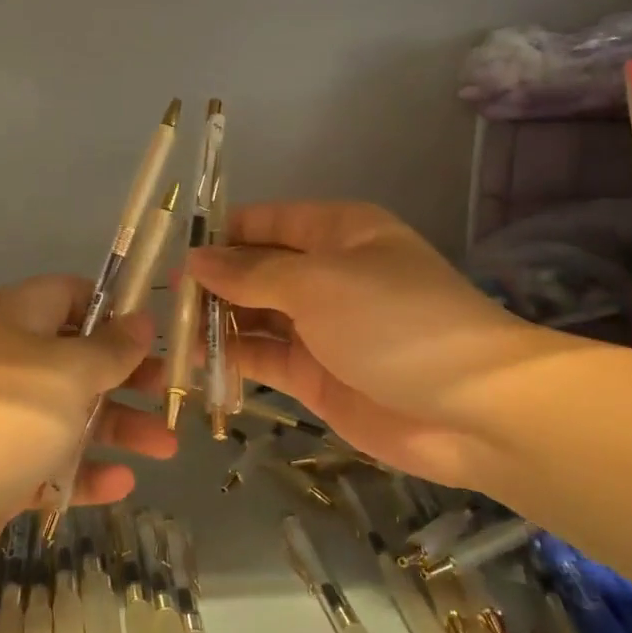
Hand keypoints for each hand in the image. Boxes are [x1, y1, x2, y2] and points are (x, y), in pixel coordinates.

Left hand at [0, 275, 176, 590]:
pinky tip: (121, 485)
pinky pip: (48, 463)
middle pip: (78, 359)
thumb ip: (111, 349)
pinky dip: (83, 472)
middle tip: (171, 395)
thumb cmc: (1, 416)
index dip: (116, 310)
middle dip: (129, 377)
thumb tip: (140, 319)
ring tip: (167, 449)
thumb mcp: (69, 372)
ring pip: (69, 415)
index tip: (157, 335)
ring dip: (118, 428)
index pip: (72, 295)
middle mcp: (8, 360)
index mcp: (18, 318)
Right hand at [187, 201, 552, 486]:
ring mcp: (320, 327)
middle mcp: (325, 273)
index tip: (170, 253)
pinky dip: (233, 360)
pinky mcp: (316, 375)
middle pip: (255, 270)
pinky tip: (196, 365)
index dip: (218, 234)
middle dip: (211, 283)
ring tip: (168, 335)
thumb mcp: (317, 283)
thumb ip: (251, 272)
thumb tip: (196, 260)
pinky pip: (265, 358)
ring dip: (216, 323)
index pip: (263, 221)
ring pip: (254, 316)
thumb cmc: (393, 322)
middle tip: (160, 303)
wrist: (471, 410)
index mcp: (336, 232)